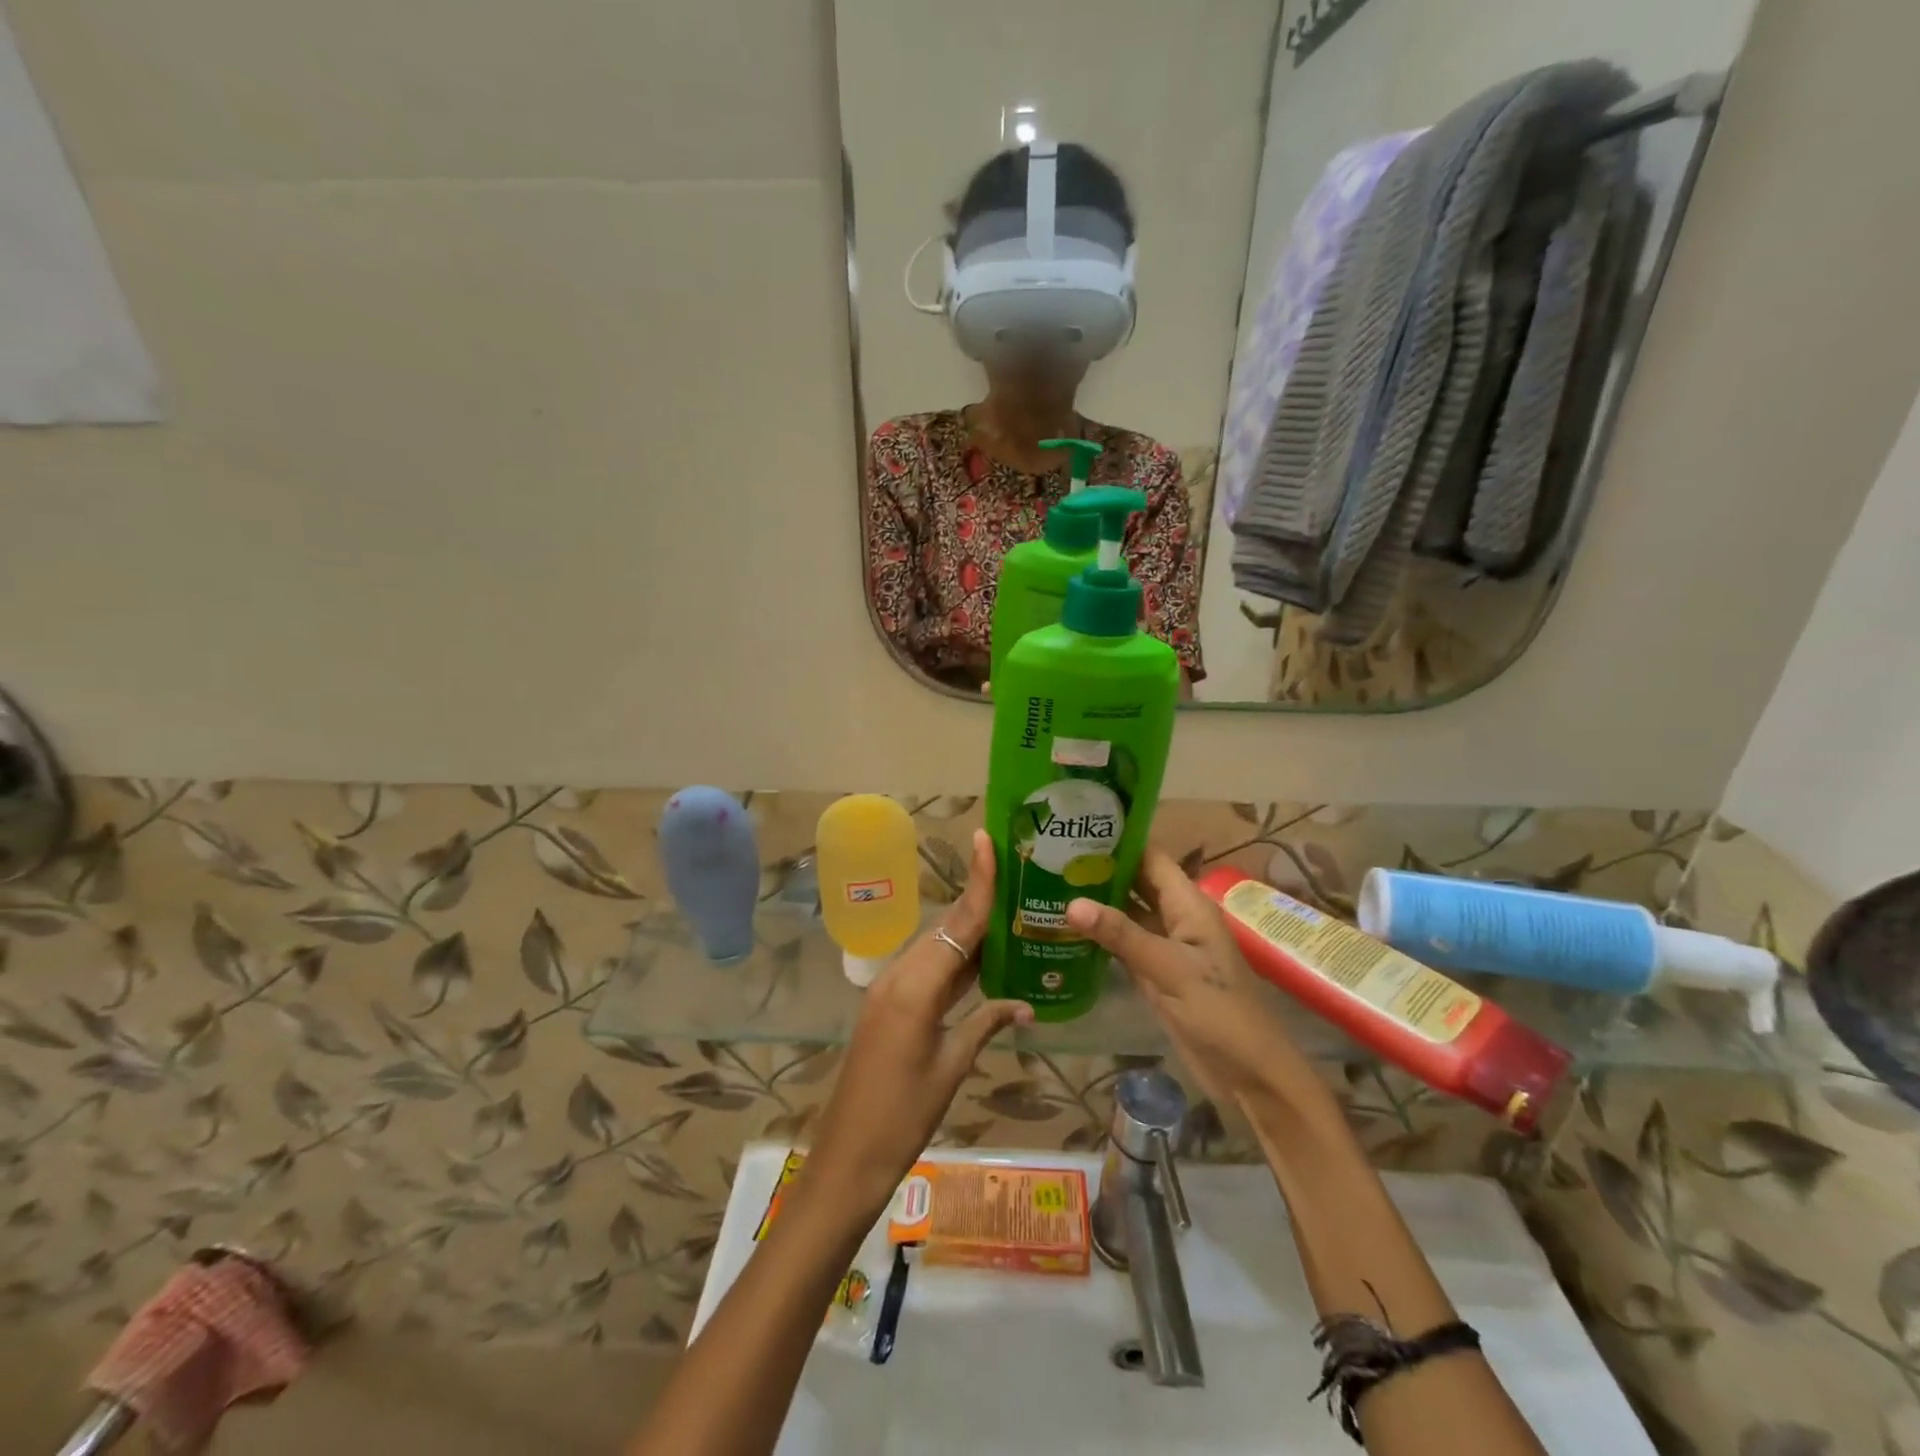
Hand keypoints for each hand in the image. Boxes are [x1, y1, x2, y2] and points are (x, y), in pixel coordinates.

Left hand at [805, 829, 1032, 1216]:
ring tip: (1009, 915)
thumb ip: (986, 1024)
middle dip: (979, 903)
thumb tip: (1026, 1004)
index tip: (988, 842)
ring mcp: (889, 990)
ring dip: (968, 933)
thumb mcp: (952, 1068)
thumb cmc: (903, 1116)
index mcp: (917, 986)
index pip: (958, 924)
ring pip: (936, 948)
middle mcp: (899, 976)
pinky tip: (980, 964)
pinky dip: (953, 962)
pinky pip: (926, 971)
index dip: (978, 883)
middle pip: (946, 929)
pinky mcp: (887, 1006)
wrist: (847, 1157)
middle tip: (1017, 880)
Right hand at [1065, 848, 1310, 1112]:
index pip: (1150, 857)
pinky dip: (1099, 936)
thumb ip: (1120, 935)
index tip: (1075, 828)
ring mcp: (1165, 947)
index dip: (1119, 841)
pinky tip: (1066, 930)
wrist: (1249, 1074)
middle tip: (1049, 856)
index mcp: (1188, 905)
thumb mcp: (1169, 969)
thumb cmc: (1219, 1013)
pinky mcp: (1155, 973)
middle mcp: (1176, 918)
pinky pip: (1123, 944)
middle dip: (1100, 870)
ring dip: (1096, 902)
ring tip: (1048, 885)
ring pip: (1127, 914)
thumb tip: (1070, 903)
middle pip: (1135, 882)